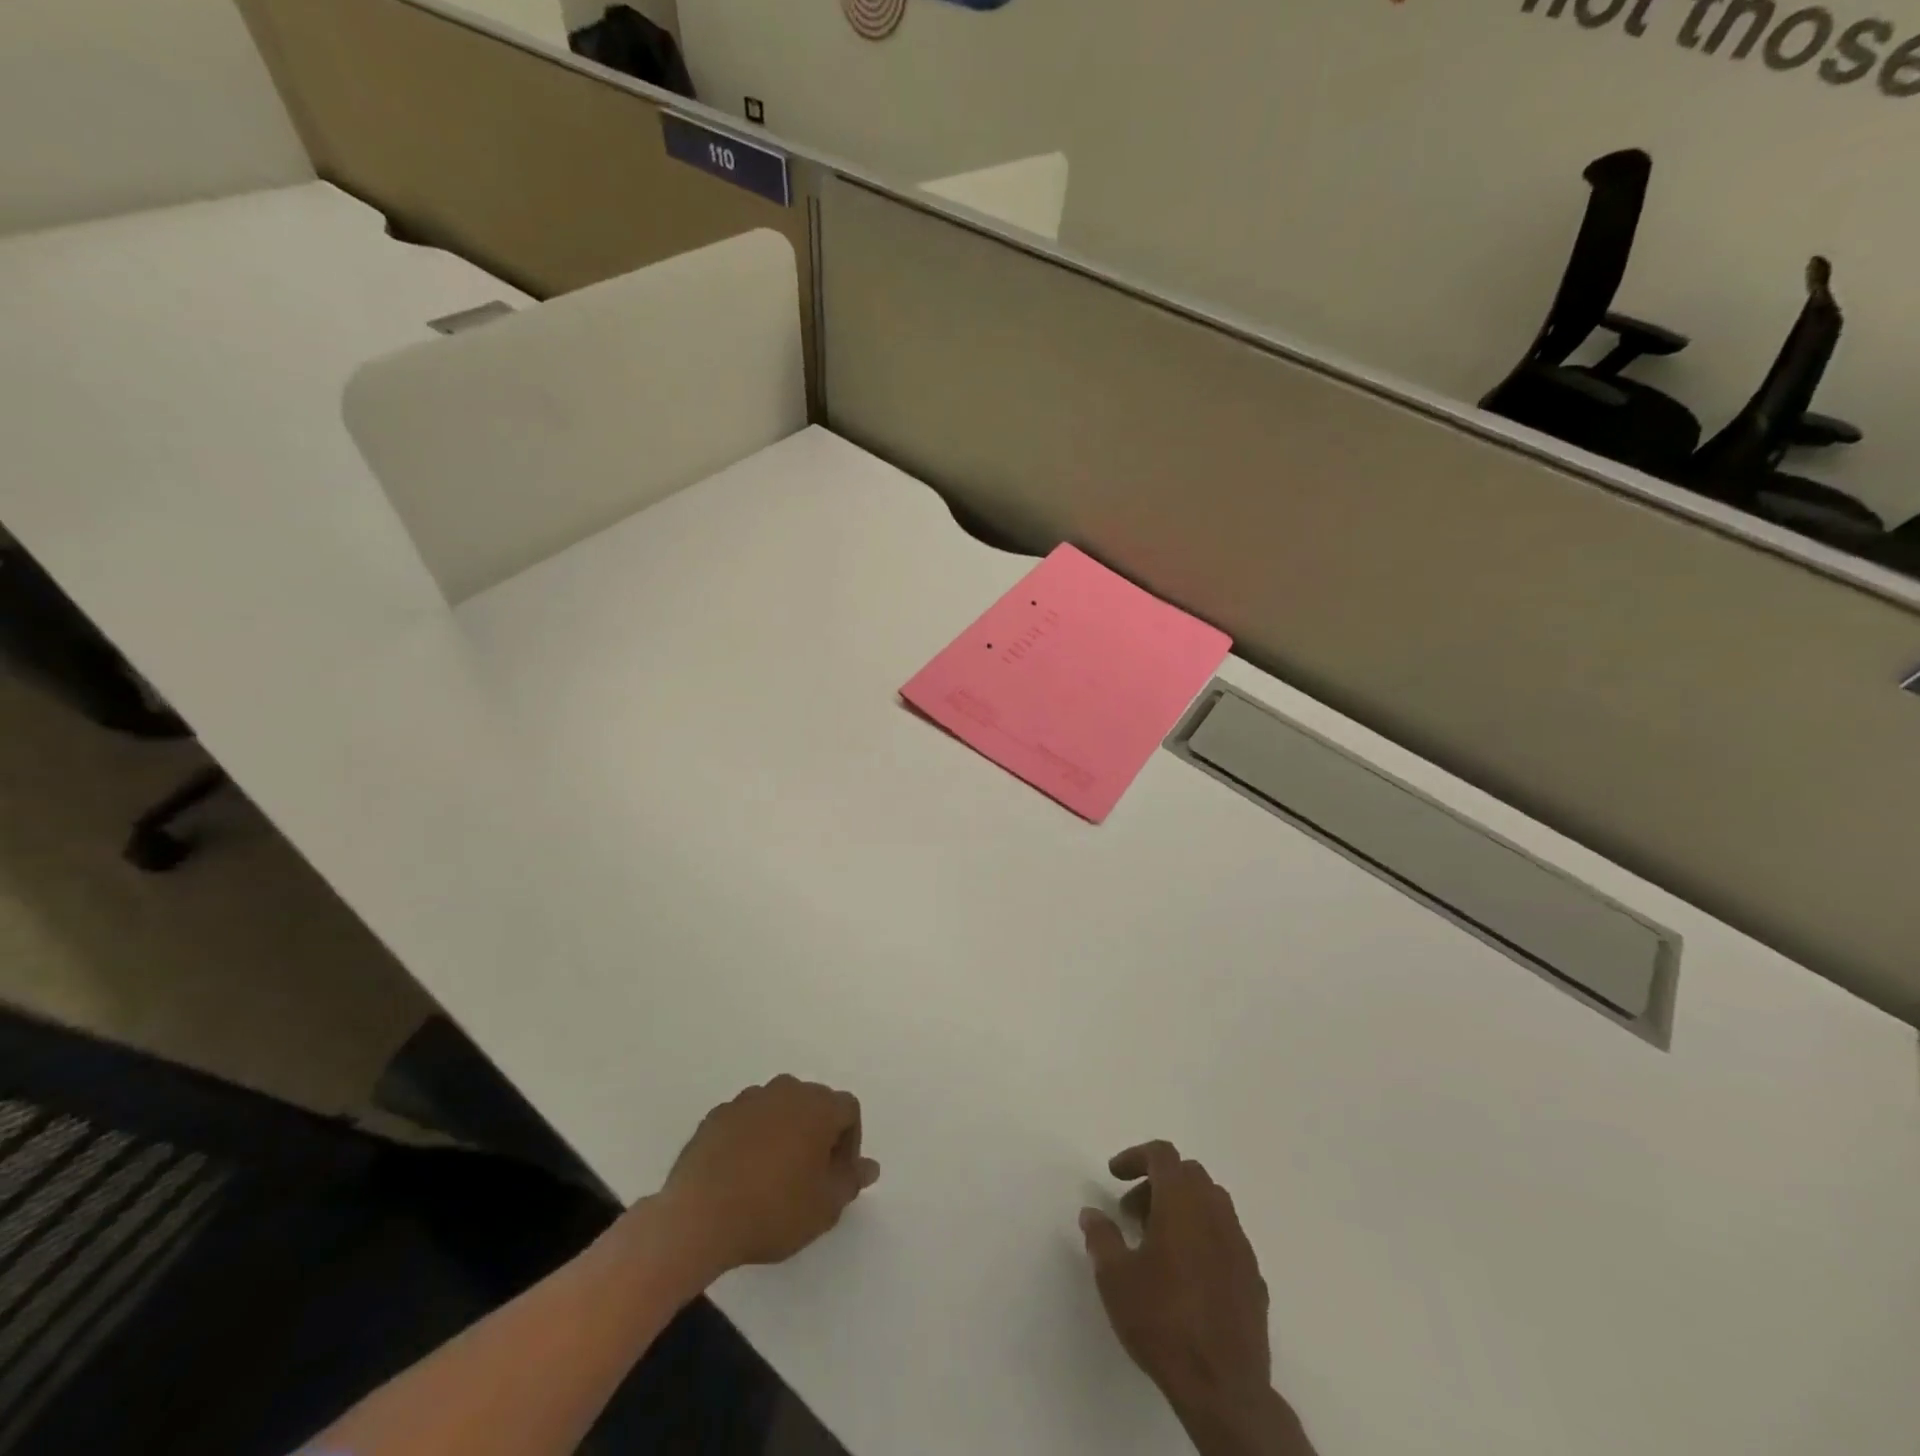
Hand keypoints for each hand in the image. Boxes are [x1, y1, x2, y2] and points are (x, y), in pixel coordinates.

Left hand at [659, 1075, 878, 1276]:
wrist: (698, 1216)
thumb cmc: (773, 1210)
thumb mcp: (825, 1207)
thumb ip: (851, 1181)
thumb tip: (870, 1166)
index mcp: (818, 1106)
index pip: (848, 1110)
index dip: (849, 1143)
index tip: (837, 1177)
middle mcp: (786, 1090)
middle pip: (813, 1104)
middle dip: (817, 1134)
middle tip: (809, 1177)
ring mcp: (747, 1100)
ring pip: (778, 1109)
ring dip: (783, 1134)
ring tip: (773, 1177)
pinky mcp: (716, 1116)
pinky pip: (746, 1121)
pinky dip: (751, 1139)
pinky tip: (741, 1175)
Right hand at [1081, 1142, 1311, 1455]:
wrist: (1223, 1388)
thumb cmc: (1162, 1321)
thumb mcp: (1115, 1278)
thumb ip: (1101, 1237)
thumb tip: (1092, 1213)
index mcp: (1182, 1202)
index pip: (1162, 1154)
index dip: (1135, 1156)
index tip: (1114, 1175)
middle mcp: (1215, 1212)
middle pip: (1188, 1174)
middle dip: (1157, 1184)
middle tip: (1131, 1214)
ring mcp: (1240, 1245)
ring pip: (1211, 1204)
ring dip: (1182, 1209)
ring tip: (1157, 1244)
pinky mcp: (1253, 1277)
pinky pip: (1225, 1239)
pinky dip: (1203, 1239)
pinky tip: (1186, 1276)